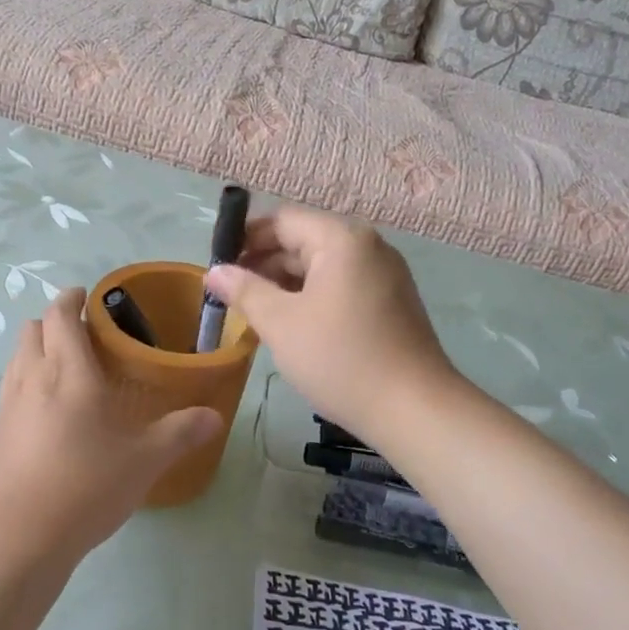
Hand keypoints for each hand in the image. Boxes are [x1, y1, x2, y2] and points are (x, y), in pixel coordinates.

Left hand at [0, 288, 221, 561]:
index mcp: (69, 372)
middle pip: (31, 330)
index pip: (61, 315)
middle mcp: (31, 379)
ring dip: (36, 351)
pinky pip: (8, 393)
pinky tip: (45, 418)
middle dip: (53, 322)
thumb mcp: (144, 461)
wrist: (15, 538)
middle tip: (81, 335)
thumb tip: (215, 415)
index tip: (87, 296)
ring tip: (63, 370)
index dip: (71, 299)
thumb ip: (180, 433)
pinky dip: (24, 386)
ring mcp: (6, 408)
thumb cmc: (85, 486)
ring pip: (15, 359)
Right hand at [205, 208, 456, 446]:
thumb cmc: (340, 359)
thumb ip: (244, 291)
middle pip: (303, 240)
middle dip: (263, 263)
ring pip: (321, 266)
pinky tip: (290, 325)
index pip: (282, 220)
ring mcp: (384, 274)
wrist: (413, 409)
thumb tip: (214, 271)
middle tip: (229, 295)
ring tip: (253, 312)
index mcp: (342, 239)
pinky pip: (341, 286)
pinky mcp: (391, 301)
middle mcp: (367, 246)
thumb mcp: (281, 323)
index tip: (217, 266)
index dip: (245, 238)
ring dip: (285, 283)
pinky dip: (311, 297)